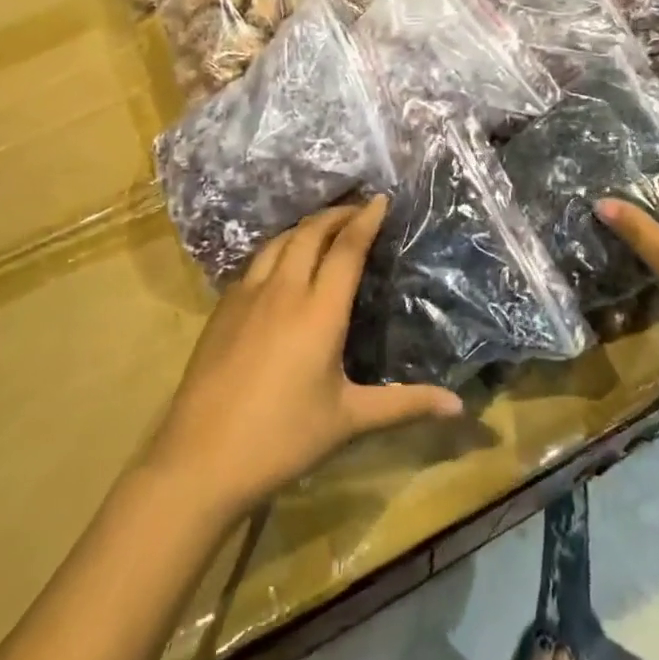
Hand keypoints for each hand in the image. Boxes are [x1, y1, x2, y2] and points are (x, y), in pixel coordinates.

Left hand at [146, 199, 462, 518]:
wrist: (199, 460)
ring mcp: (246, 296)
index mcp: (319, 310)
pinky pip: (255, 262)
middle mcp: (283, 291)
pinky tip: (281, 264)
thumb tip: (460, 407)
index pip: (346, 248)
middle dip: (337, 214)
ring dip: (305, 227)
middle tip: (358, 209)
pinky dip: (278, 248)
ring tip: (324, 228)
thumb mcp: (349, 419)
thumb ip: (406, 405)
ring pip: (279, 241)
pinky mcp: (222, 310)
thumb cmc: (283, 438)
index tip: (381, 199)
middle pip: (310, 232)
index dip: (365, 219)